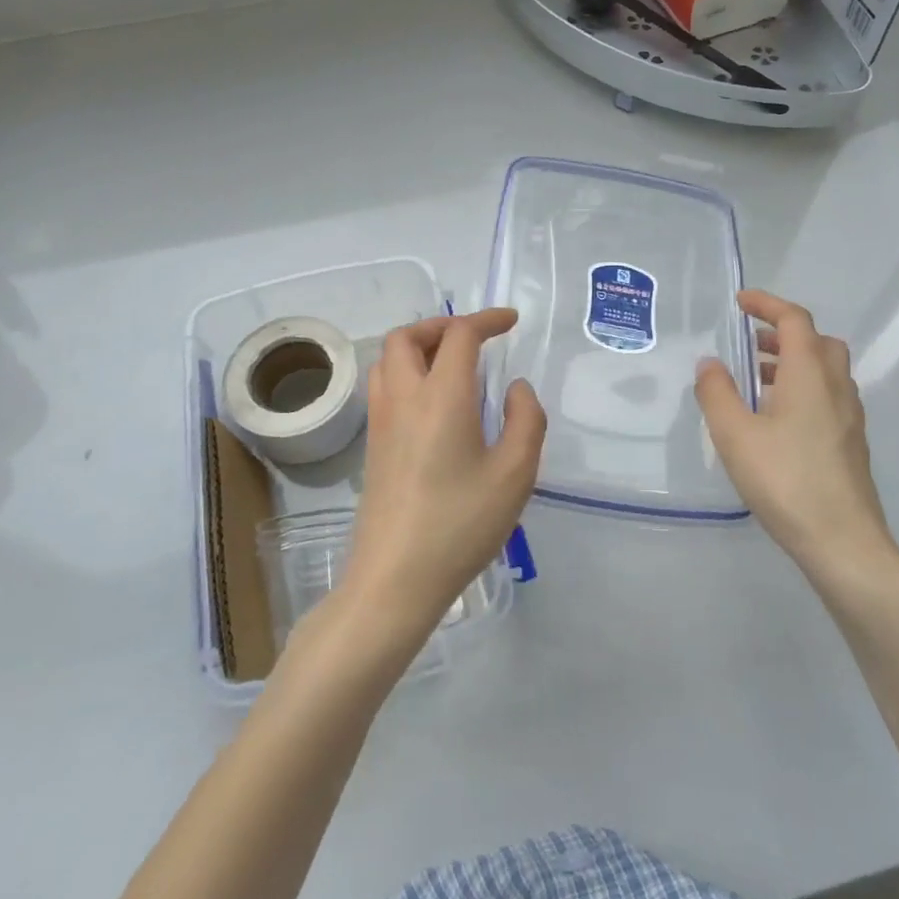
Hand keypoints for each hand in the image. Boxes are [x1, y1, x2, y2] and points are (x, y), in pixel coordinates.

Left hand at [340, 309, 545, 644]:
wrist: (395, 578)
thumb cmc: (460, 524)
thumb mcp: (515, 474)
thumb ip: (526, 420)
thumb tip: (515, 389)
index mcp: (441, 396)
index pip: (459, 335)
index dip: (486, 320)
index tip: (510, 322)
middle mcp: (403, 398)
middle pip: (407, 337)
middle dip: (441, 325)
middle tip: (474, 340)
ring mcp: (381, 422)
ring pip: (388, 360)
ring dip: (419, 347)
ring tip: (453, 365)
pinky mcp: (372, 446)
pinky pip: (384, 387)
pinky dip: (407, 372)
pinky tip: (435, 404)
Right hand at [694, 290, 898, 591]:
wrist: (843, 543)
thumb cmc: (785, 480)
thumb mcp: (735, 435)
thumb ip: (717, 393)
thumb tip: (710, 363)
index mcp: (810, 374)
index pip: (794, 320)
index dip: (767, 304)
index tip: (740, 302)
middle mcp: (836, 387)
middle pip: (817, 341)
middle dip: (783, 333)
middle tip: (751, 344)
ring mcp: (849, 417)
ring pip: (825, 371)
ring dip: (793, 363)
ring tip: (755, 382)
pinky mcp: (851, 443)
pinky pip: (828, 397)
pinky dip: (803, 389)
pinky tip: (776, 421)